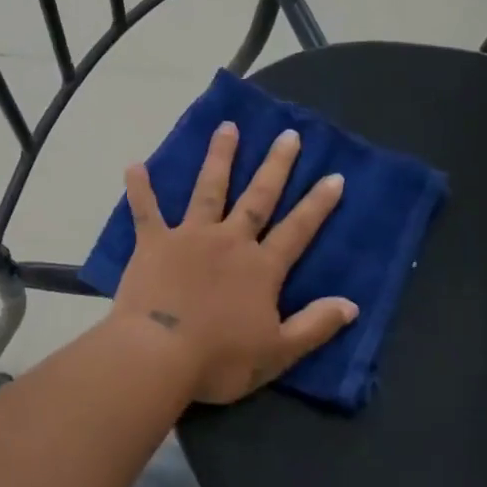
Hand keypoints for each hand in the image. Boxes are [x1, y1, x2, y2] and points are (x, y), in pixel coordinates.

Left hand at [111, 121, 357, 404]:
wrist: (159, 354)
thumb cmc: (220, 359)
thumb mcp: (278, 352)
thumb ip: (315, 326)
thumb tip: (352, 304)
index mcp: (261, 268)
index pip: (298, 230)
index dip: (318, 204)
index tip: (334, 176)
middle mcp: (229, 241)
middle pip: (257, 198)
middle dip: (276, 166)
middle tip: (288, 135)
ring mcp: (190, 237)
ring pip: (209, 190)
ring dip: (219, 158)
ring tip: (227, 127)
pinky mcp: (154, 243)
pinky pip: (146, 210)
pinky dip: (140, 188)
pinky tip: (135, 165)